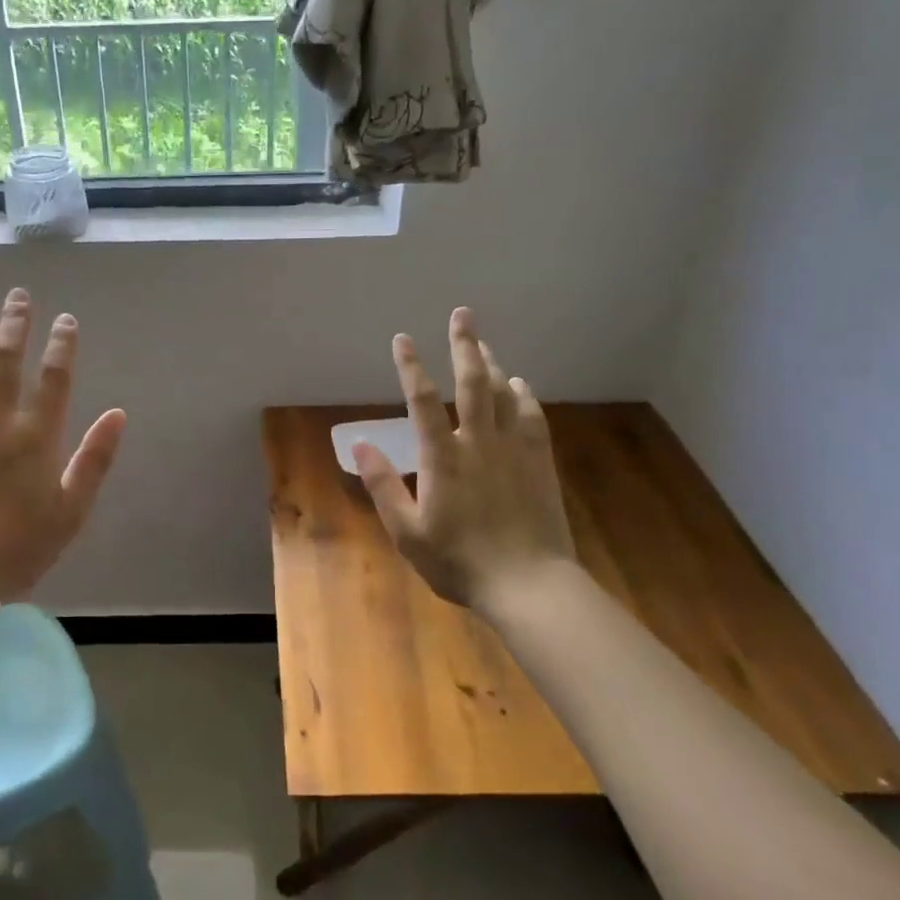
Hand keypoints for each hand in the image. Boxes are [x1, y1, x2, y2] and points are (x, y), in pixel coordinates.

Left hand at [0, 289, 125, 617]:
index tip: (66, 320)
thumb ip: (95, 459)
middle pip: (8, 358)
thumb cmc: (16, 547)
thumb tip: (118, 413)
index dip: (62, 344)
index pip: (55, 376)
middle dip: (16, 322)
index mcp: (37, 436)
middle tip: (20, 296)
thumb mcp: (71, 511)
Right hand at [354, 306, 576, 610]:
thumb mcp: (407, 532)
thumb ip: (383, 485)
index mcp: (443, 457)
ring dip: (492, 364)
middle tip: (462, 314)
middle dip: (464, 345)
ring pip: (504, 394)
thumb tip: (359, 444)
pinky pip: (533, 417)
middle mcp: (479, 442)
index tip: (403, 339)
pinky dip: (524, 396)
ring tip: (484, 343)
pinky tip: (520, 385)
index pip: (423, 401)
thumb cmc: (459, 561)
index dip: (411, 368)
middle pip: (472, 383)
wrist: (529, 585)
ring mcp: (514, 450)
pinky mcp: (539, 463)